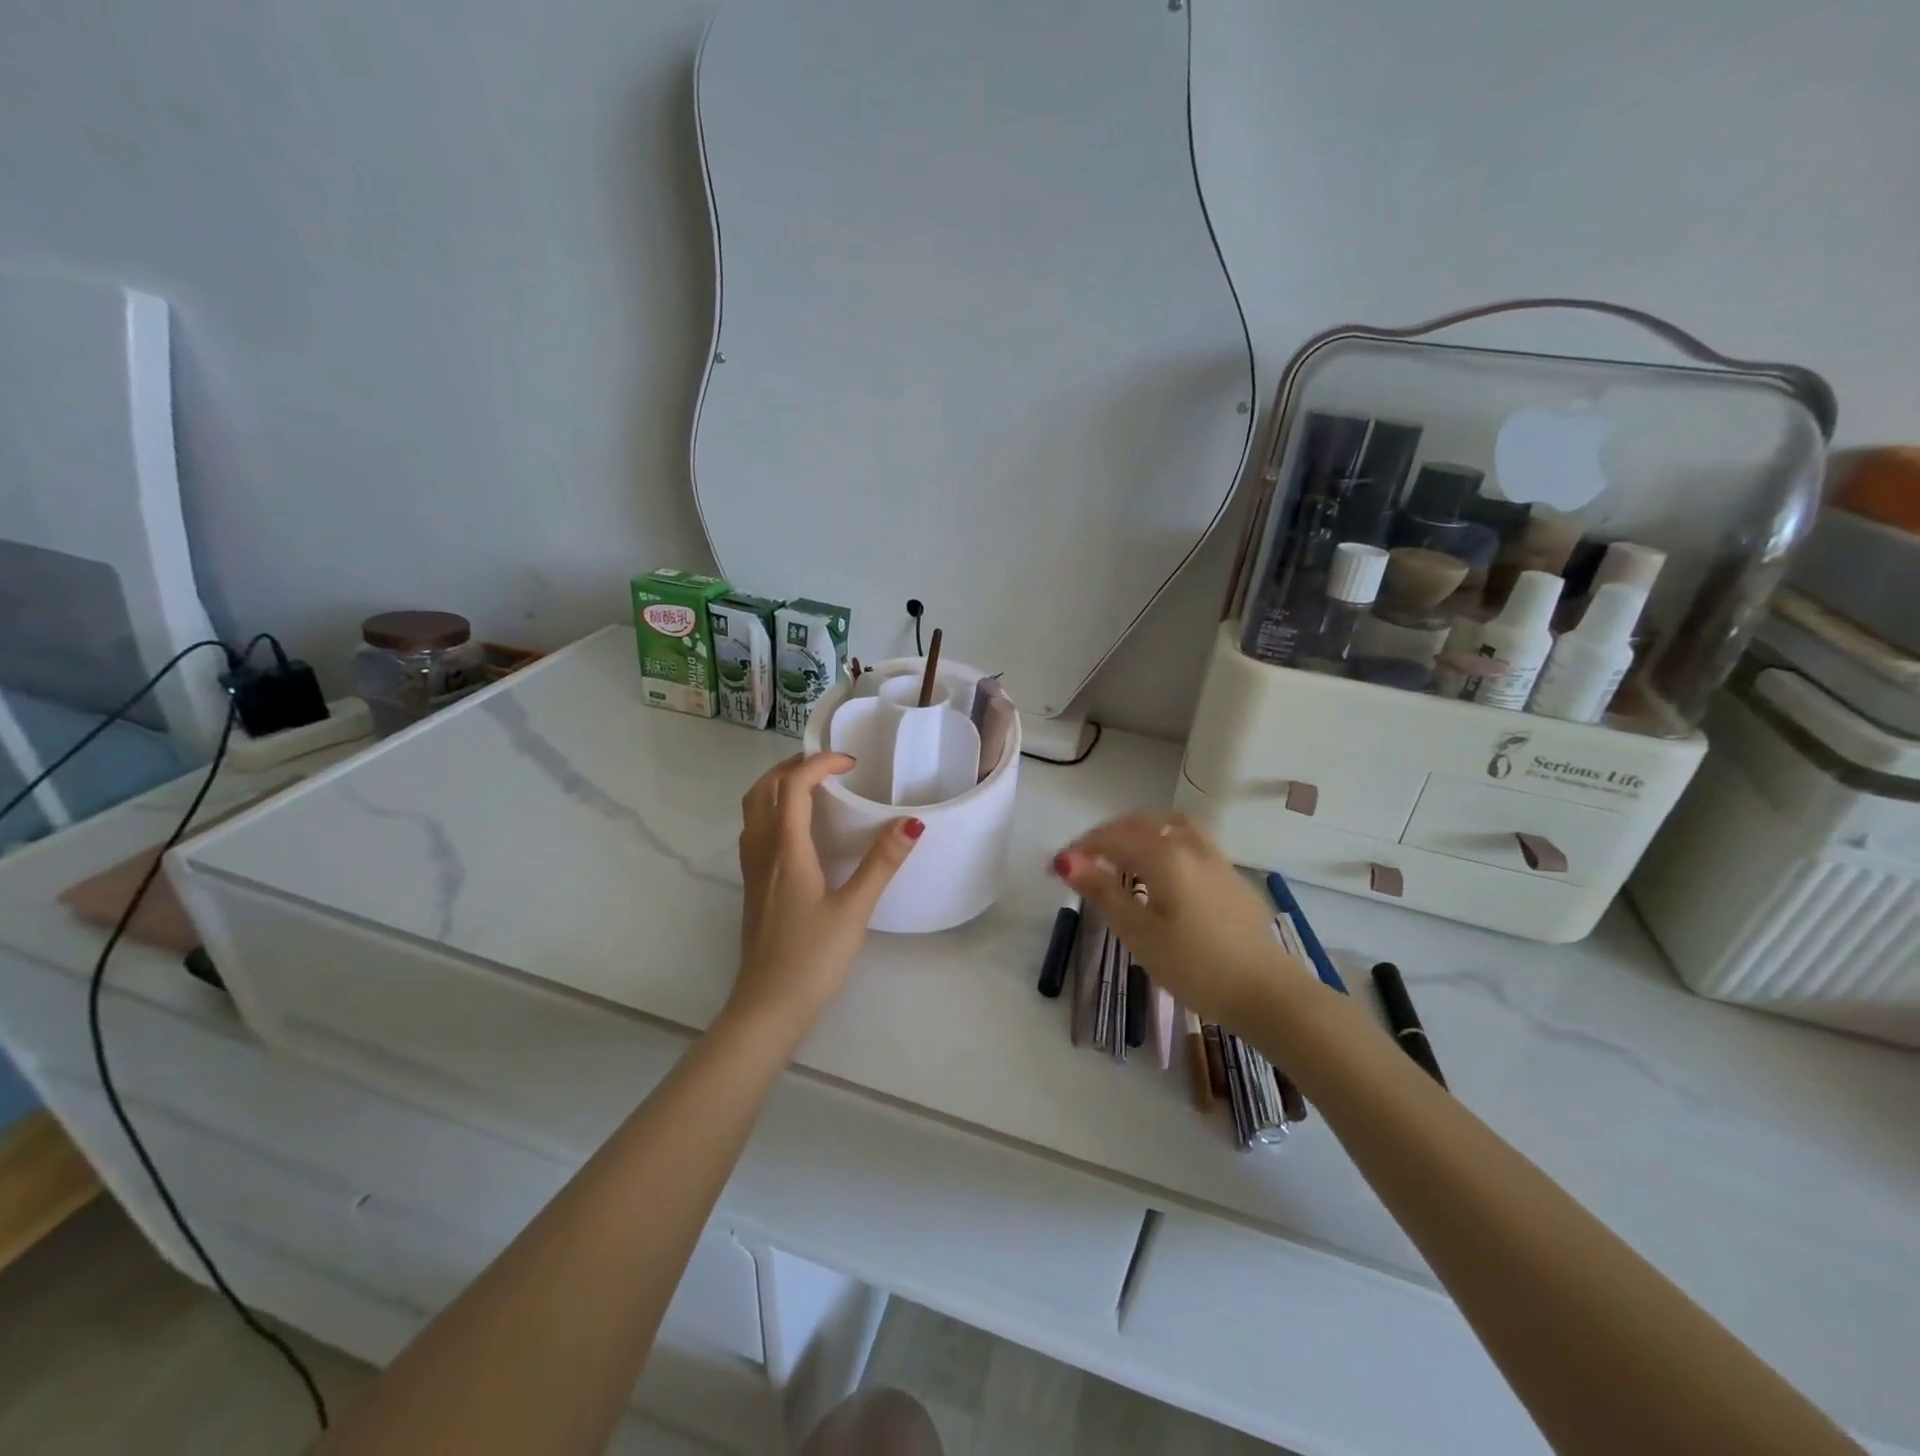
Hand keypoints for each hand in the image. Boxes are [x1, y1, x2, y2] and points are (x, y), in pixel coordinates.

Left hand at [733, 752, 921, 1029]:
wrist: (767, 1005)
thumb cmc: (812, 958)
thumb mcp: (854, 910)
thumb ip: (881, 864)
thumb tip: (911, 823)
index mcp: (786, 850)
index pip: (792, 786)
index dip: (819, 764)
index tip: (851, 763)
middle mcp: (762, 851)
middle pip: (763, 790)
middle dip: (792, 767)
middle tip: (828, 765)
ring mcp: (753, 870)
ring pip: (753, 809)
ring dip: (777, 786)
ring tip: (812, 787)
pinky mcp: (753, 886)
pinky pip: (755, 830)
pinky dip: (773, 811)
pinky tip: (799, 831)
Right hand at [1053, 813, 1308, 1026]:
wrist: (1267, 993)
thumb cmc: (1195, 966)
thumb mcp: (1138, 933)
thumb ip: (1102, 891)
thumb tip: (1066, 860)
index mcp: (1164, 855)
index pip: (1112, 838)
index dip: (1080, 848)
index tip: (1055, 868)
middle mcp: (1190, 845)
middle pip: (1141, 824)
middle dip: (1107, 835)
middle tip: (1083, 859)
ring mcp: (1216, 859)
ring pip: (1170, 826)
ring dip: (1139, 832)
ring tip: (1121, 855)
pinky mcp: (1232, 877)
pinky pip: (1190, 841)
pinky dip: (1164, 842)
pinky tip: (1161, 871)